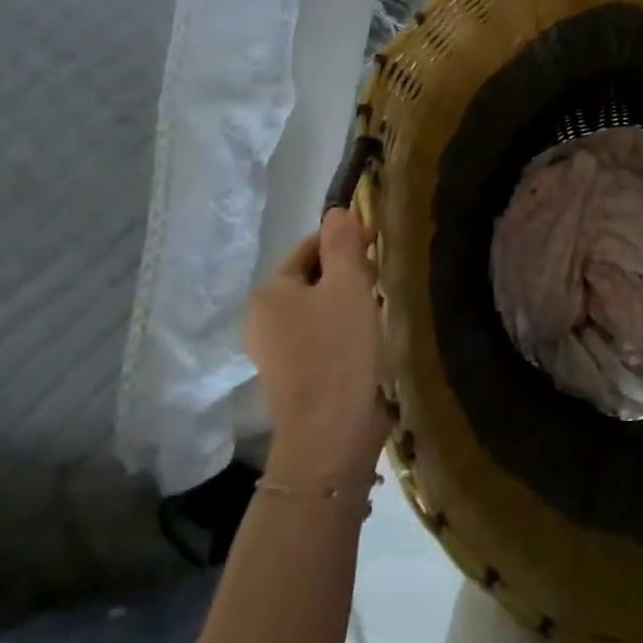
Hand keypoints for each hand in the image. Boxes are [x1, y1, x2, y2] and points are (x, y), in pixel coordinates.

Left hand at [245, 208, 388, 481]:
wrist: (331, 432)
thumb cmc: (339, 348)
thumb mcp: (348, 283)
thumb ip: (342, 242)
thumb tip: (337, 210)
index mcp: (269, 292)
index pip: (309, 246)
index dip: (344, 240)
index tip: (378, 246)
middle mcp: (262, 319)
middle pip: (312, 277)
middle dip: (347, 272)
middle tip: (380, 278)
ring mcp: (274, 352)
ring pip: (317, 308)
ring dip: (347, 302)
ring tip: (377, 308)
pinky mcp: (292, 377)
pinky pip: (319, 336)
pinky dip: (342, 330)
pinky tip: (365, 340)